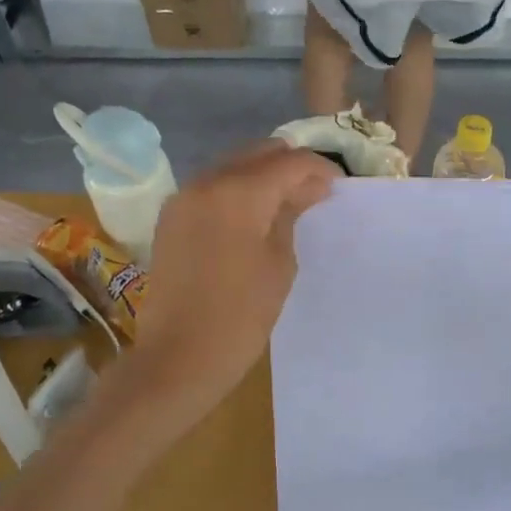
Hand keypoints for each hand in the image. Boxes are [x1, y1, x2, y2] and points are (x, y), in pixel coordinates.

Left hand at [129, 142, 337, 419]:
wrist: (178, 357)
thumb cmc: (241, 316)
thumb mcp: (280, 263)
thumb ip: (291, 215)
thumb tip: (307, 188)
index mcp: (238, 192)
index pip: (290, 162)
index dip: (320, 168)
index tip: (338, 187)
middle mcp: (206, 182)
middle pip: (258, 153)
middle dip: (290, 166)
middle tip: (315, 193)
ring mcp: (183, 197)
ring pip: (234, 166)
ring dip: (263, 176)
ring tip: (288, 204)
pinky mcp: (172, 216)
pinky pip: (213, 186)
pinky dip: (239, 190)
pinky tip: (255, 215)